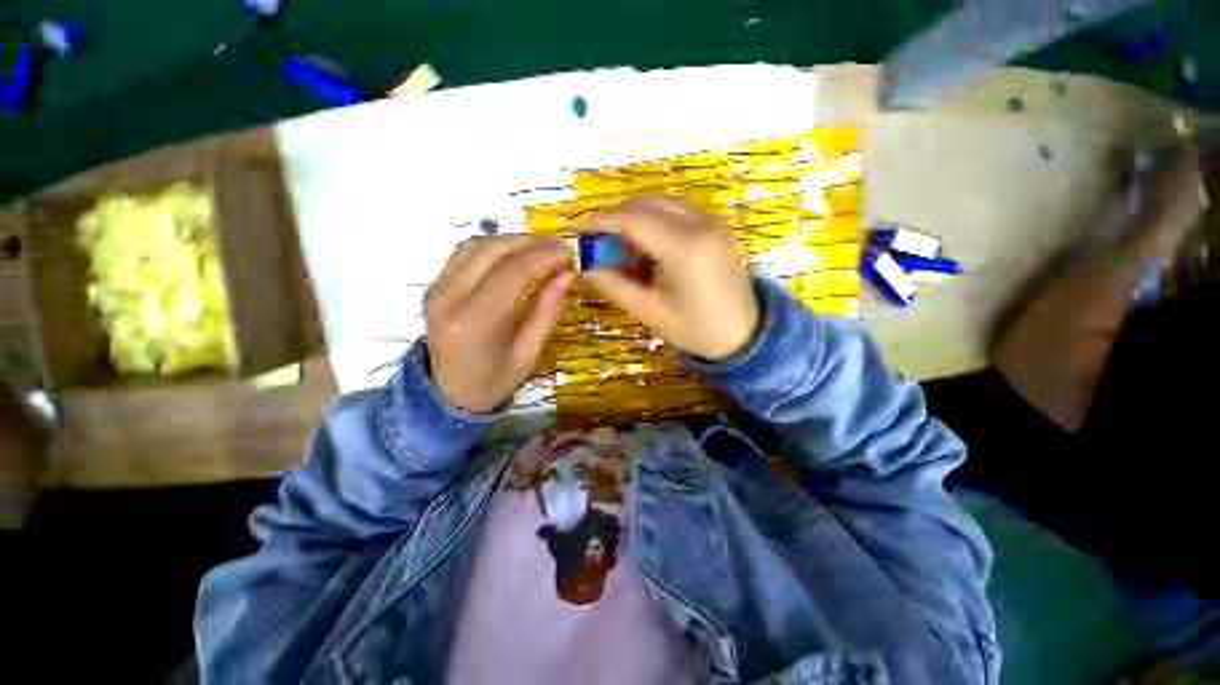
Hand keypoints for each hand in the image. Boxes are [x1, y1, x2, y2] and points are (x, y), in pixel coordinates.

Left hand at [424, 235, 574, 412]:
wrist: (448, 394)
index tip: (570, 253)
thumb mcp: (528, 355)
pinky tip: (515, 255)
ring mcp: (436, 288)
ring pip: (476, 244)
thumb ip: (546, 313)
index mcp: (473, 322)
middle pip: (491, 250)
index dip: (543, 257)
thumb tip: (567, 275)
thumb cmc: (493, 382)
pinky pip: (466, 253)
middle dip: (531, 242)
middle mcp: (448, 298)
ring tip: (542, 249)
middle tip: (560, 247)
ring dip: (513, 240)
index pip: (511, 273)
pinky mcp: (435, 285)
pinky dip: (495, 246)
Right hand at [582, 195, 759, 360]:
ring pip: (660, 204)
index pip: (633, 220)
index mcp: (685, 247)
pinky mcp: (715, 225)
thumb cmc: (695, 329)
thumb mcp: (648, 311)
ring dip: (634, 220)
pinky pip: (675, 213)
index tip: (578, 231)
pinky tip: (646, 250)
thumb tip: (584, 264)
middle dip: (615, 219)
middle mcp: (701, 223)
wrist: (743, 334)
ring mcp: (712, 220)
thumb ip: (613, 284)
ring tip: (621, 251)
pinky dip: (653, 224)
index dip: (600, 222)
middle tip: (597, 243)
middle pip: (645, 204)